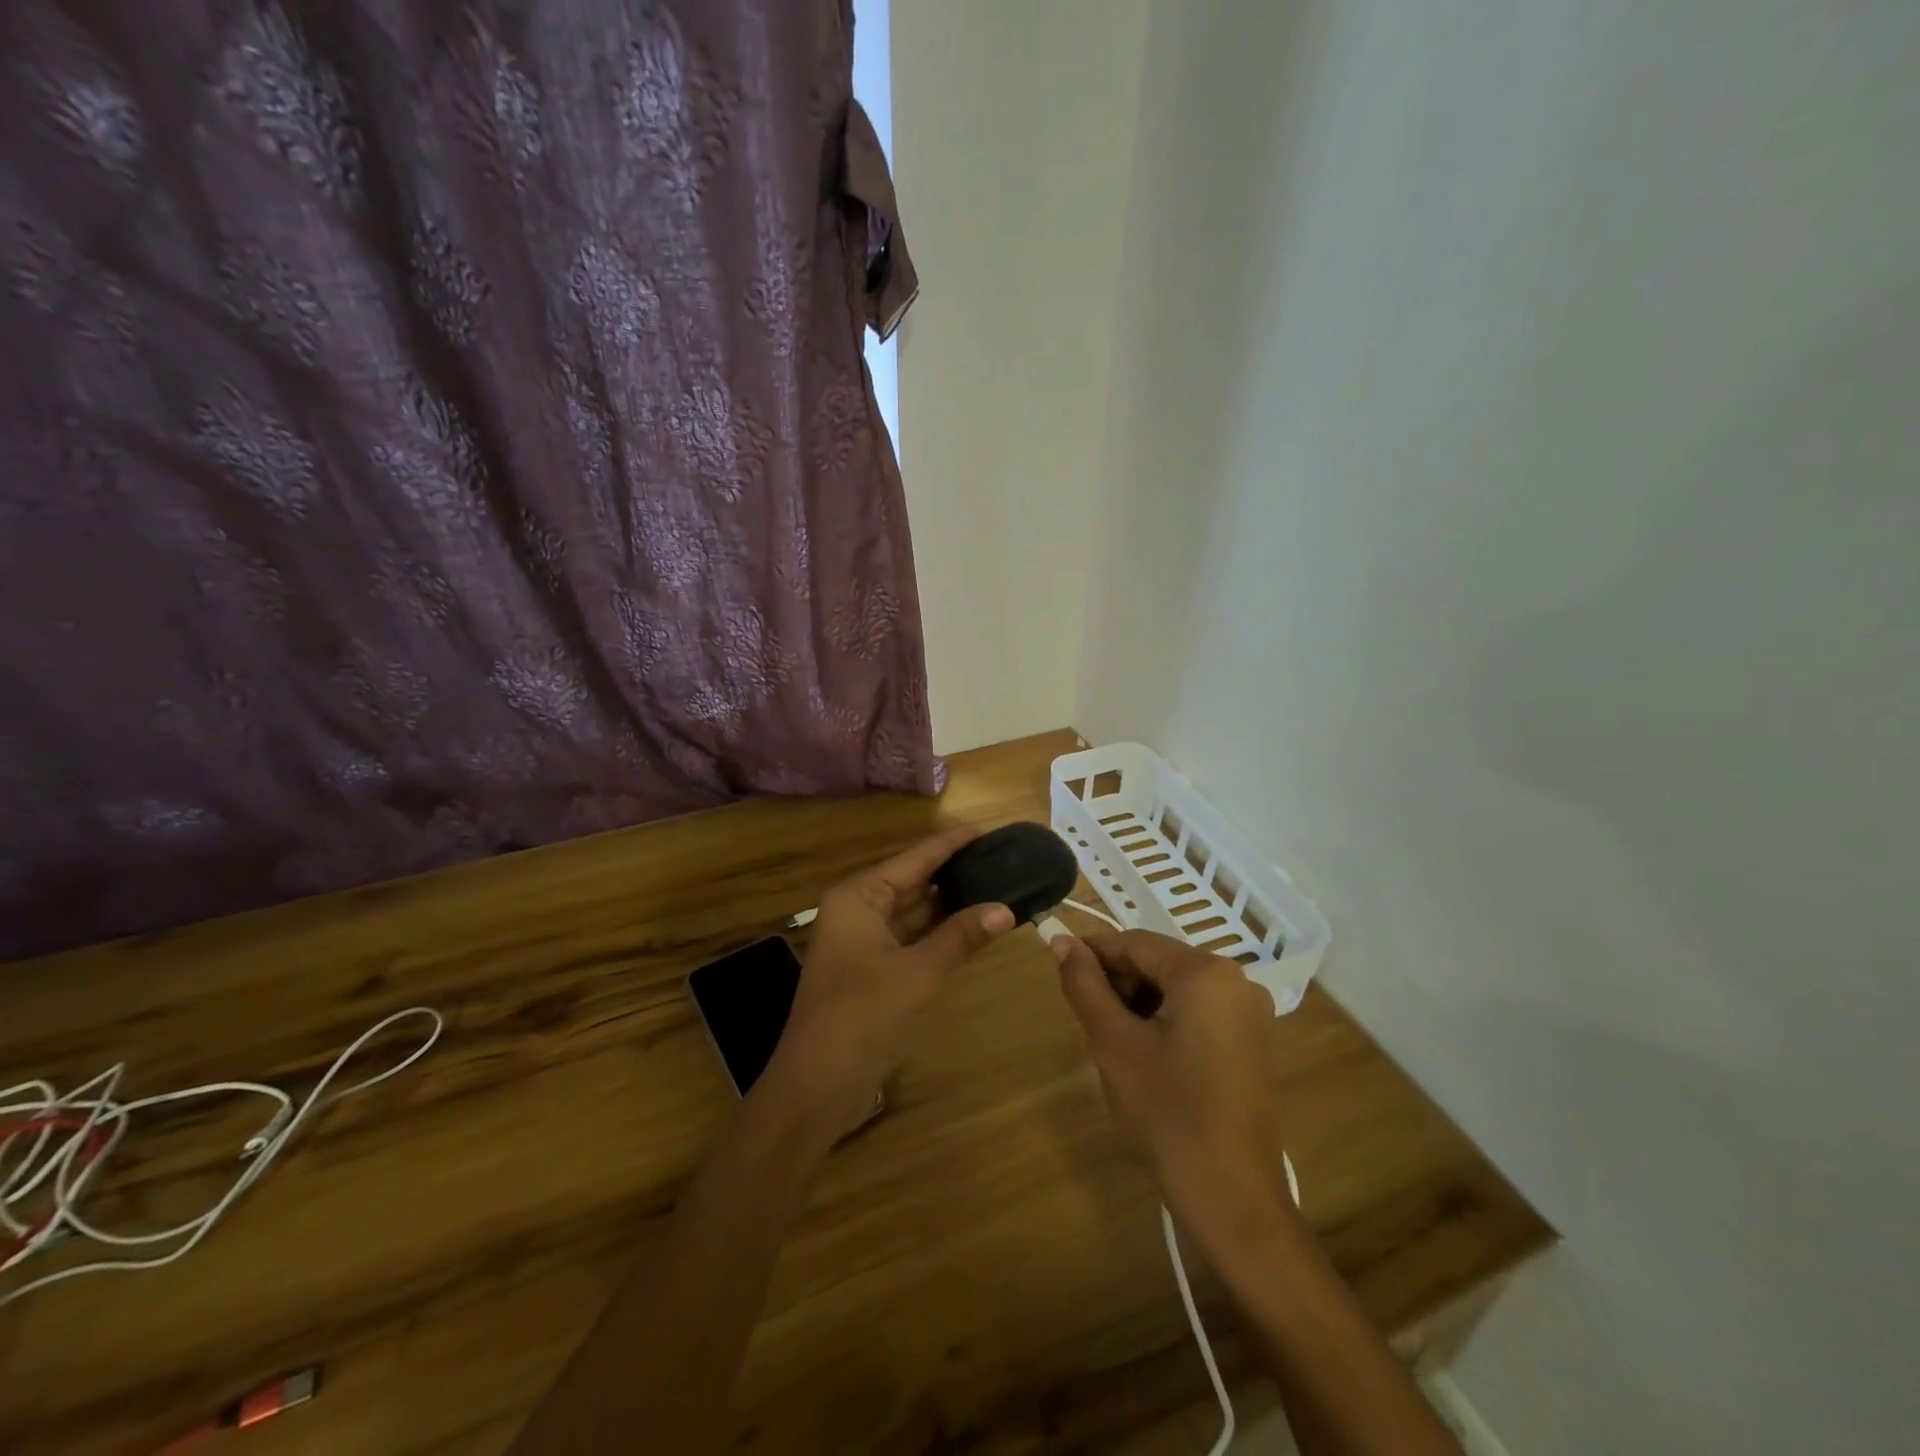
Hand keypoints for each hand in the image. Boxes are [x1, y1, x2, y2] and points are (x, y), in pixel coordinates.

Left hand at [767, 826, 1014, 1135]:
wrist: (816, 1085)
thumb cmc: (861, 1016)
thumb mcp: (917, 973)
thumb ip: (961, 937)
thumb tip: (1006, 908)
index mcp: (859, 897)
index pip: (914, 859)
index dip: (950, 844)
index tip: (986, 830)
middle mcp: (859, 911)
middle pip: (914, 882)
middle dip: (954, 873)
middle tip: (1000, 860)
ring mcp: (865, 942)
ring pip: (915, 912)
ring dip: (950, 905)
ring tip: (996, 886)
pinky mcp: (874, 971)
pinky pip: (913, 939)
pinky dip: (941, 934)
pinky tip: (973, 927)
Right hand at [1052, 930, 1294, 1241]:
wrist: (1231, 1195)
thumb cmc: (1167, 1110)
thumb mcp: (1114, 1042)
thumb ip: (1085, 984)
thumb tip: (1062, 942)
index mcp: (1206, 972)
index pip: (1136, 943)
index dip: (1093, 952)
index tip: (1057, 966)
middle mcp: (1237, 982)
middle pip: (1159, 964)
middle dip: (1117, 981)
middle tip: (1083, 1014)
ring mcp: (1250, 1015)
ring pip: (1176, 989)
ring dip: (1137, 1002)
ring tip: (1108, 1037)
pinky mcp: (1251, 1044)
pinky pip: (1196, 1013)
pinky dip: (1163, 1021)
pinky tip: (1141, 1053)